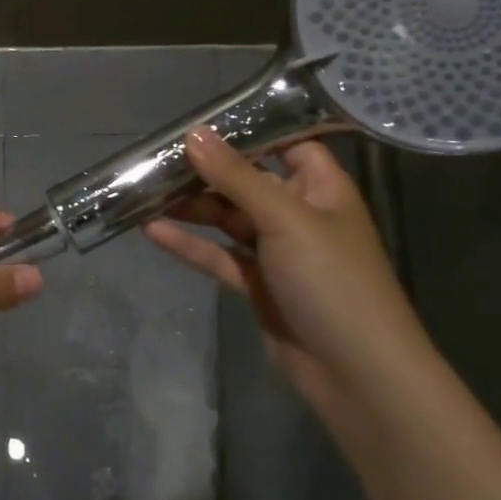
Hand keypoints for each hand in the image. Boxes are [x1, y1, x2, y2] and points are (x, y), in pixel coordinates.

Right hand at [143, 129, 432, 411]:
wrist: (357, 374)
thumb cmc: (331, 280)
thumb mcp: (284, 218)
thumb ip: (236, 176)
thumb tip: (193, 133)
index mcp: (320, 187)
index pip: (286, 143)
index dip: (247, 133)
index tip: (199, 124)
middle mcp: (299, 212)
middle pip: (246, 181)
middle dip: (204, 172)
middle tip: (154, 161)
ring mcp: (277, 251)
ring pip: (227, 218)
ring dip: (191, 207)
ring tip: (143, 194)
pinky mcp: (258, 284)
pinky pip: (218, 255)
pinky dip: (189, 245)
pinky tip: (152, 232)